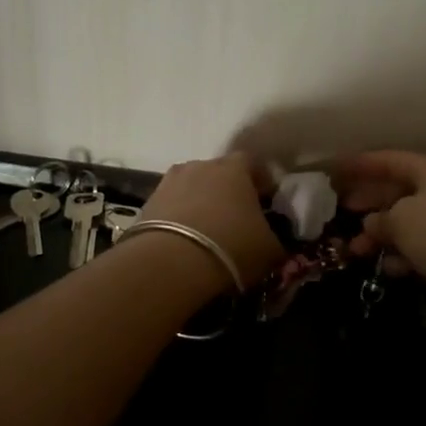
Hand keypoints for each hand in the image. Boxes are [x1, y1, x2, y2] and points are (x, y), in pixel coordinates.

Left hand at [142, 152, 284, 287]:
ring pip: (192, 188)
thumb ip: (277, 238)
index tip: (266, 202)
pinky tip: (184, 241)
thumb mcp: (270, 249)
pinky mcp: (148, 202)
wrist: (171, 262)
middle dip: (227, 191)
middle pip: (219, 173)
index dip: (260, 182)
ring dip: (200, 203)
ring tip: (207, 231)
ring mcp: (170, 181)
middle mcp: (201, 165)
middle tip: (236, 218)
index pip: (252, 163)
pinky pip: (171, 205)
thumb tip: (276, 239)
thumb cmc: (231, 247)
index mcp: (235, 168)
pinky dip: (179, 218)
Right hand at [330, 151, 425, 319]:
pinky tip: (386, 268)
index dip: (360, 164)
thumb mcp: (403, 219)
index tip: (333, 170)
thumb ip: (381, 219)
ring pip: (409, 224)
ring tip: (355, 249)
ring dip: (382, 235)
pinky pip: (423, 249)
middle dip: (369, 201)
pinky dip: (403, 256)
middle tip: (340, 210)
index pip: (389, 160)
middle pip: (398, 191)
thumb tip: (372, 223)